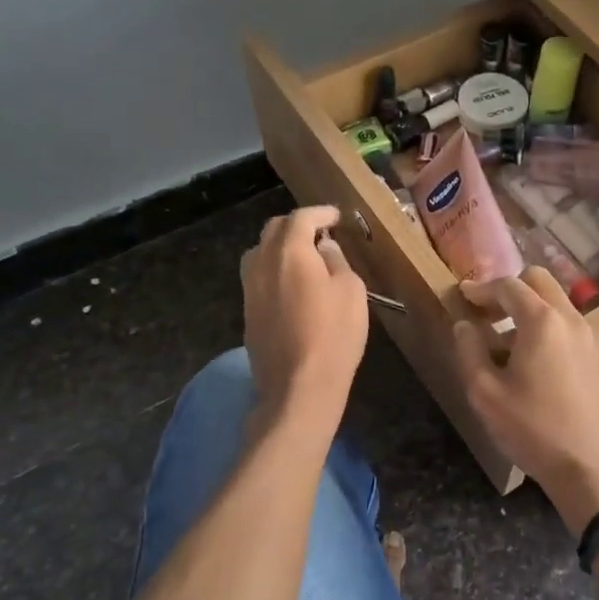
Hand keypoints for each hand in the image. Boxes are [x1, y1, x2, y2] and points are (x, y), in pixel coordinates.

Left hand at [240, 206, 367, 424]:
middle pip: (274, 230)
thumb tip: (323, 248)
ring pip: (260, 252)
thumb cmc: (333, 335)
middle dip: (297, 225)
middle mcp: (262, 263)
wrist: (298, 387)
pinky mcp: (247, 312)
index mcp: (290, 252)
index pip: (301, 218)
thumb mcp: (351, 292)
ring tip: (303, 257)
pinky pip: (258, 277)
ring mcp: (249, 289)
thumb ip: (337, 261)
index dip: (320, 213)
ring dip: (280, 247)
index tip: (336, 216)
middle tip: (320, 233)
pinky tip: (291, 284)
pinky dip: (274, 269)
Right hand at [453, 269, 598, 535]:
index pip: (508, 286)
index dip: (481, 288)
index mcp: (542, 322)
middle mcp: (573, 320)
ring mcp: (594, 339)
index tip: (463, 296)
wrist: (593, 471)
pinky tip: (540, 365)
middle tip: (487, 313)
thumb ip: (470, 351)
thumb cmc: (533, 431)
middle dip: (510, 289)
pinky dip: (552, 330)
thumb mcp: (485, 394)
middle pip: (540, 282)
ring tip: (509, 344)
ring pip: (560, 305)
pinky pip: (574, 329)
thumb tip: (465, 325)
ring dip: (532, 311)